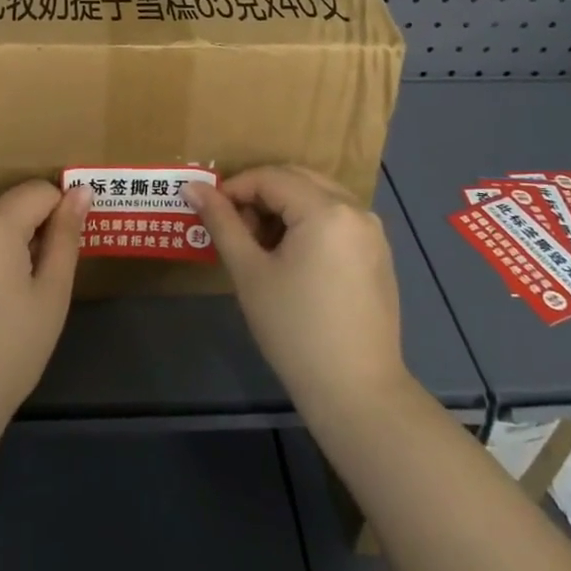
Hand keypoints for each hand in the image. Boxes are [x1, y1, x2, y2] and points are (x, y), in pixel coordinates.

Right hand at [187, 166, 407, 416]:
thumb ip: (222, 223)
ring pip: (318, 196)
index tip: (210, 213)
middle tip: (234, 228)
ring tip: (259, 245)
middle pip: (297, 179)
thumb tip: (192, 187)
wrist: (357, 392)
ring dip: (284, 207)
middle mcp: (355, 209)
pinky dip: (308, 222)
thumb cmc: (295, 330)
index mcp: (326, 209)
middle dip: (260, 194)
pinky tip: (291, 258)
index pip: (270, 177)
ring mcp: (372, 231)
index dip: (234, 188)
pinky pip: (337, 218)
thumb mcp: (250, 272)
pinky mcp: (378, 254)